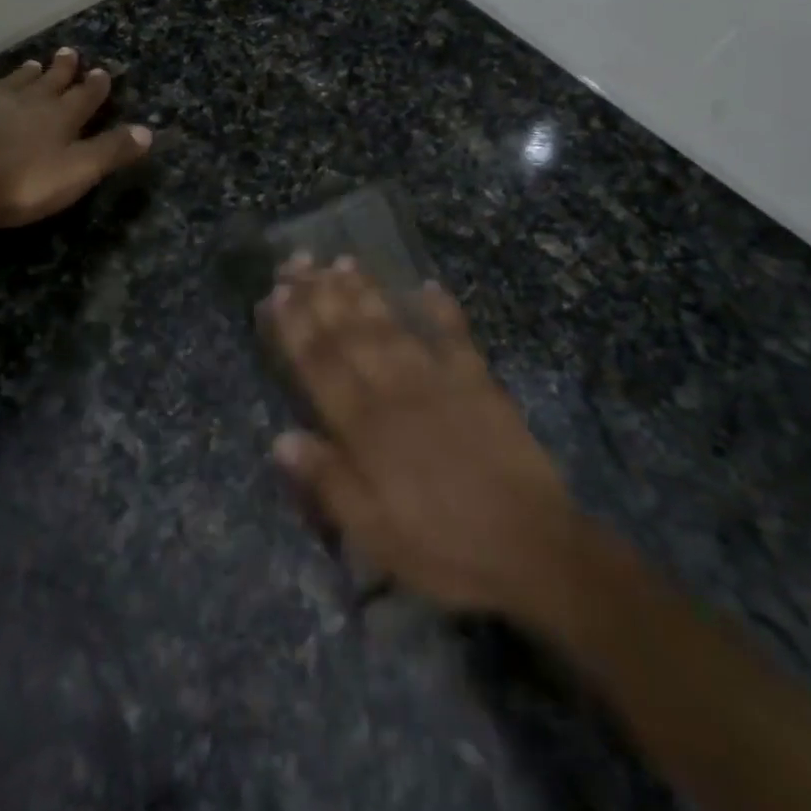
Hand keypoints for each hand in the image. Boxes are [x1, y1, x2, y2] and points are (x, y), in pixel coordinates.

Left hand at [0, 48, 151, 228]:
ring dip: (25, 76)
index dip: (94, 86)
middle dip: (62, 70)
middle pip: (48, 82)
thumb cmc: (20, 181)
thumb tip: (148, 131)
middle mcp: (25, 103)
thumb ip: (110, 151)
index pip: (84, 97)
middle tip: (69, 52)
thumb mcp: (76, 172)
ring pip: (12, 84)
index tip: (101, 71)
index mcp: (59, 117)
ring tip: (33, 65)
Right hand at [261, 258, 583, 618]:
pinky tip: (428, 285)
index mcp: (366, 428)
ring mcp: (440, 381)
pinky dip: (442, 309)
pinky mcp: (479, 383)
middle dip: (320, 295)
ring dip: (366, 292)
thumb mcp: (375, 534)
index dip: (295, 327)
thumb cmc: (445, 548)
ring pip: (393, 326)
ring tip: (343, 261)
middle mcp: (396, 392)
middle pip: (350, 334)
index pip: (320, 365)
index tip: (277, 293)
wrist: (533, 549)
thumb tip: (281, 438)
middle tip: (298, 262)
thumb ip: (329, 481)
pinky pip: (457, 336)